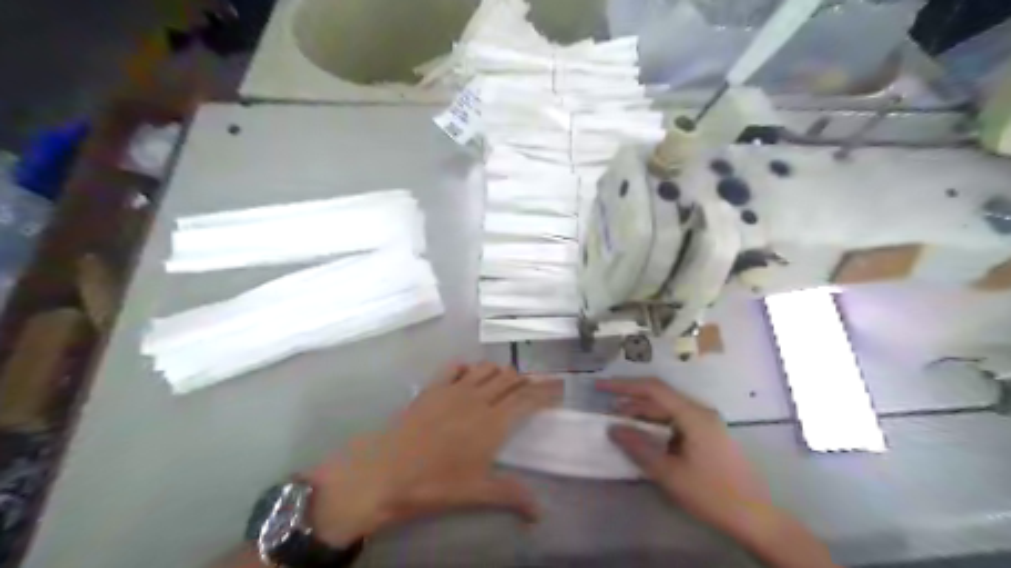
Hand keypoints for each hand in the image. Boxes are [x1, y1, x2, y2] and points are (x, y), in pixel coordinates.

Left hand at [304, 365, 563, 545]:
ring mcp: (454, 389)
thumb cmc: (436, 483)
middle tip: (534, 388)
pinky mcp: (433, 387)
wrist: (386, 471)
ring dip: (501, 372)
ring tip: (506, 382)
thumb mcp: (477, 492)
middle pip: (510, 378)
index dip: (546, 391)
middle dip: (526, 380)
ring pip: (486, 368)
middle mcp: (478, 398)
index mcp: (493, 421)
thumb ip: (512, 496)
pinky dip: (468, 368)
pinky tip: (469, 377)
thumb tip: (540, 513)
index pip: (528, 399)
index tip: (560, 386)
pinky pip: (456, 367)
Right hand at [595, 377, 838, 567]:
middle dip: (631, 400)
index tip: (600, 387)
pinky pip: (676, 421)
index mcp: (693, 415)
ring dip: (643, 413)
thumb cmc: (712, 494)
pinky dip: (656, 425)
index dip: (623, 386)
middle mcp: (700, 412)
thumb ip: (639, 448)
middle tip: (605, 408)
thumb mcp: (669, 473)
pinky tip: (643, 435)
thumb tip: (612, 428)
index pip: (653, 389)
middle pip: (660, 397)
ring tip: (619, 421)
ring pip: (667, 410)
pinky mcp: (707, 435)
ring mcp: (706, 423)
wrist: (756, 518)